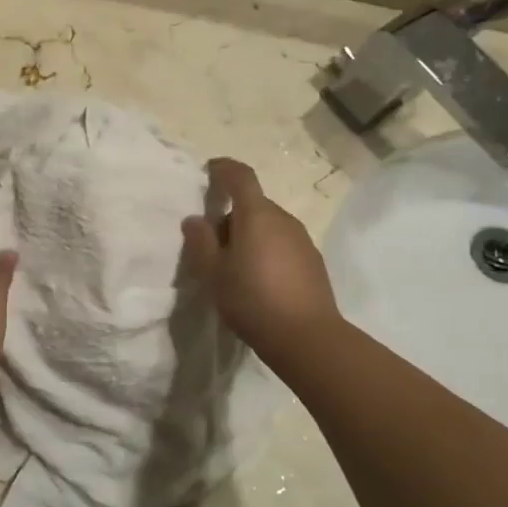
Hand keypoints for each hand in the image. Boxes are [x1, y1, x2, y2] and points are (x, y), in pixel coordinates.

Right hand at [182, 159, 339, 360]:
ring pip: (268, 226)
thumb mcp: (213, 273)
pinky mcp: (313, 261)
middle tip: (211, 246)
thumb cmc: (252, 299)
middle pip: (253, 205)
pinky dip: (266, 251)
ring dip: (249, 235)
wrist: (307, 337)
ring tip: (233, 268)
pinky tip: (258, 281)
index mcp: (256, 215)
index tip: (209, 170)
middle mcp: (283, 219)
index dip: (223, 169)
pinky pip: (282, 244)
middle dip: (230, 216)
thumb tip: (195, 220)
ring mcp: (302, 240)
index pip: (241, 177)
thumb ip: (201, 242)